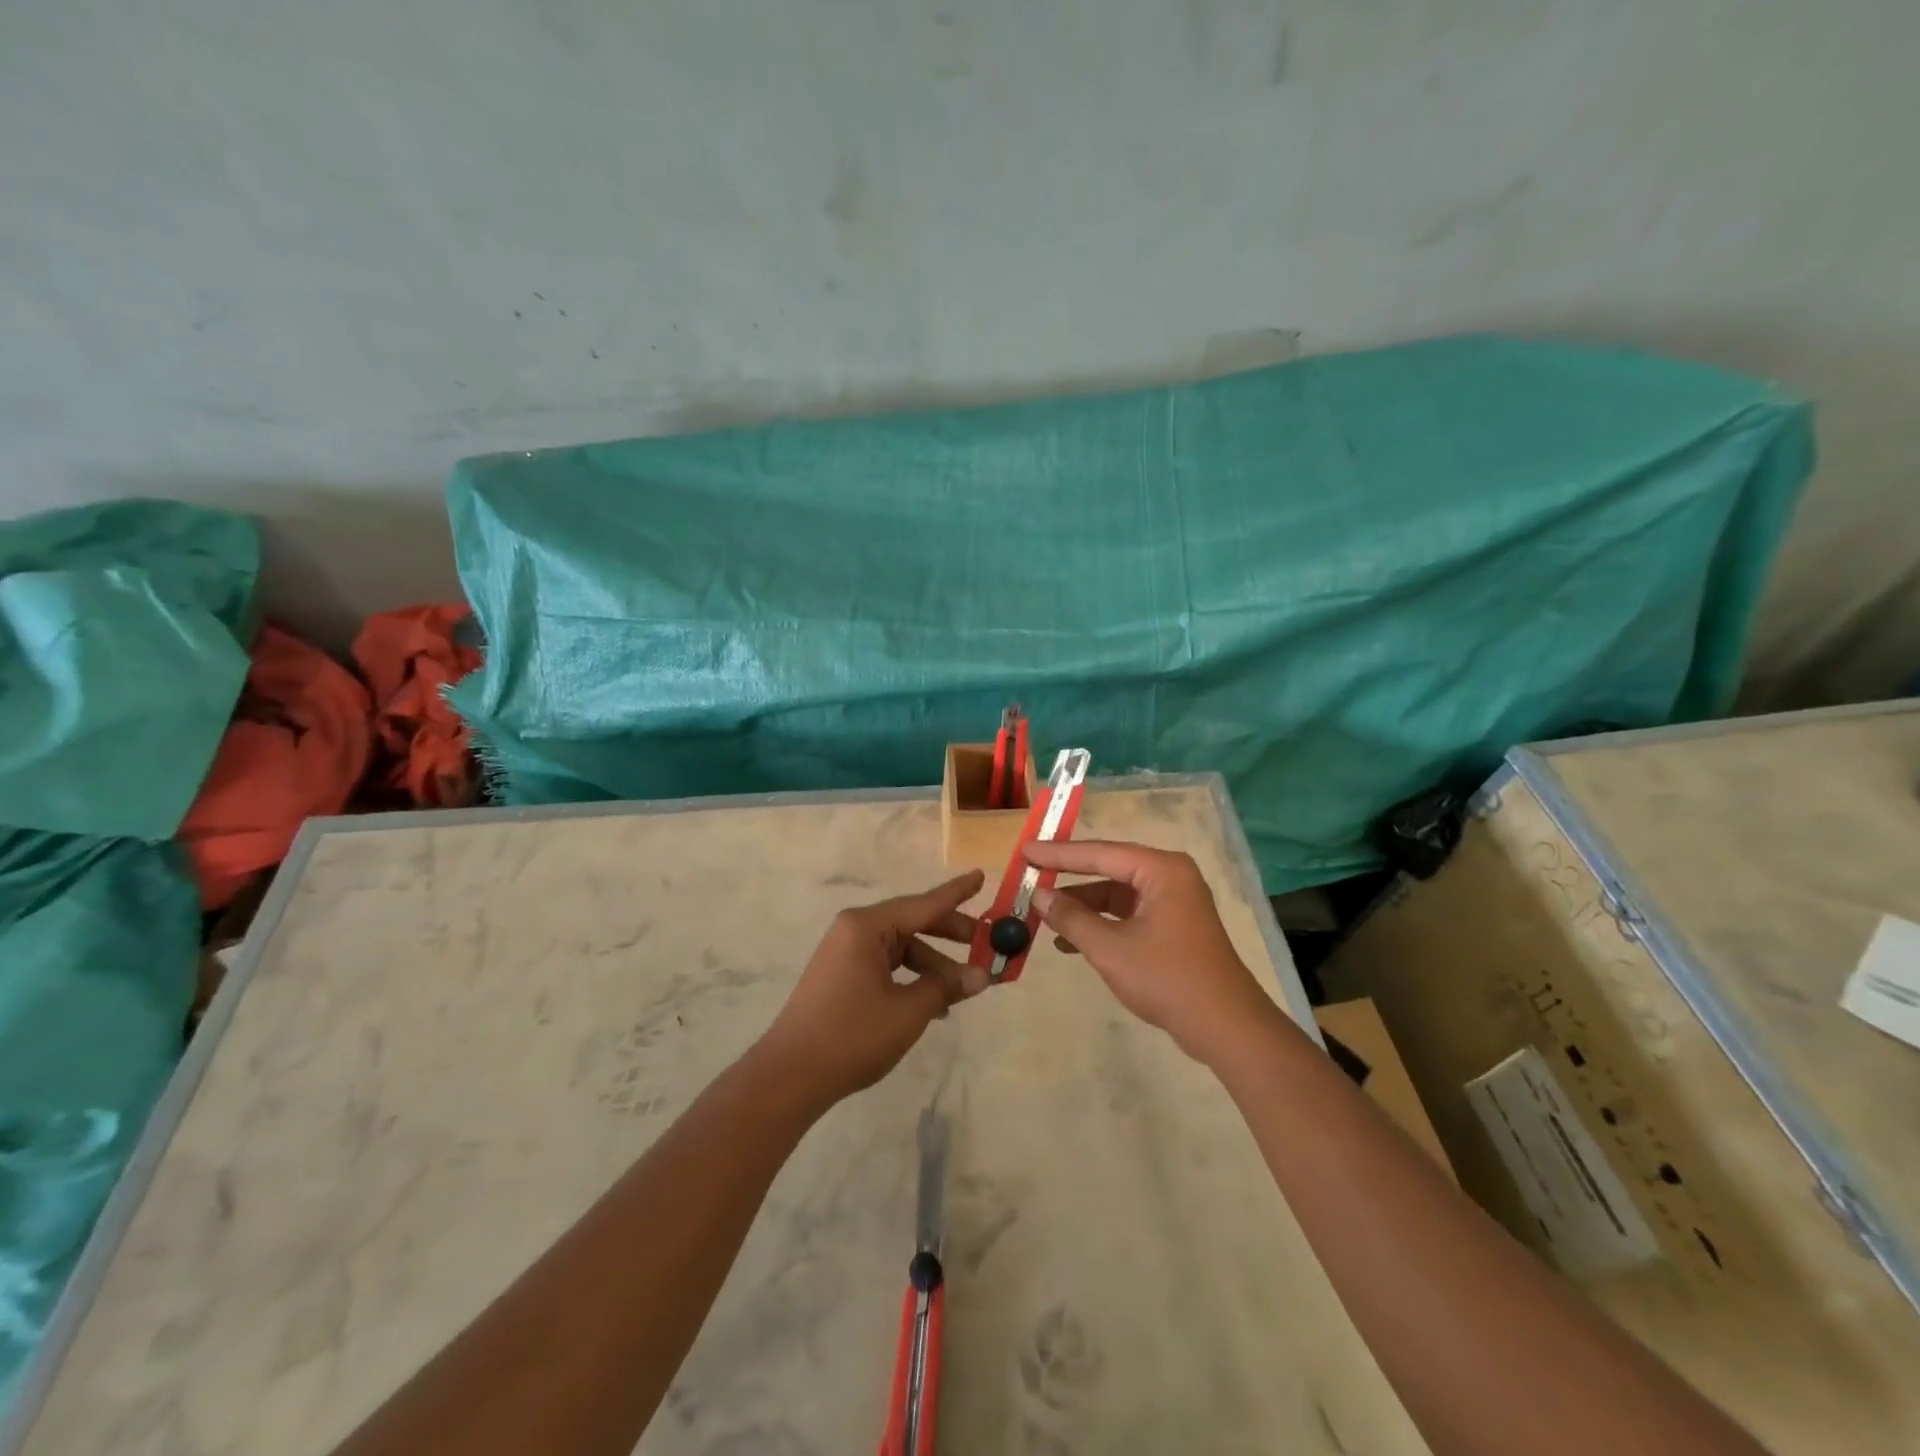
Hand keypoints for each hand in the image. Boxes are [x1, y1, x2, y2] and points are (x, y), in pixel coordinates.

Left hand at [757, 870, 988, 1107]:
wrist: (790, 1077)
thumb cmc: (852, 1035)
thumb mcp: (908, 1011)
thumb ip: (946, 987)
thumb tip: (982, 975)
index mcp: (867, 927)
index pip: (923, 904)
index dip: (956, 893)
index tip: (981, 876)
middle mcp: (854, 931)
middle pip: (913, 923)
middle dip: (950, 935)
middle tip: (986, 943)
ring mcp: (845, 954)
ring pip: (902, 949)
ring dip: (932, 966)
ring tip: (963, 991)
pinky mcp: (842, 977)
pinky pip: (887, 966)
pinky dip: (911, 979)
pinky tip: (934, 1005)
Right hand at [1027, 841, 1274, 1063]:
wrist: (1226, 1028)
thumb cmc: (1168, 979)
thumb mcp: (1110, 949)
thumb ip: (1072, 918)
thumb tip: (1040, 896)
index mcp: (1161, 870)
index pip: (1100, 853)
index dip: (1059, 854)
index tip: (1026, 850)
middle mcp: (1169, 877)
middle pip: (1108, 869)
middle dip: (1069, 878)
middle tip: (1030, 875)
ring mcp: (1173, 902)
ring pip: (1116, 894)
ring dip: (1082, 906)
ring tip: (1043, 916)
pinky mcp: (1172, 926)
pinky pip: (1127, 914)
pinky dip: (1101, 924)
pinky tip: (1070, 941)